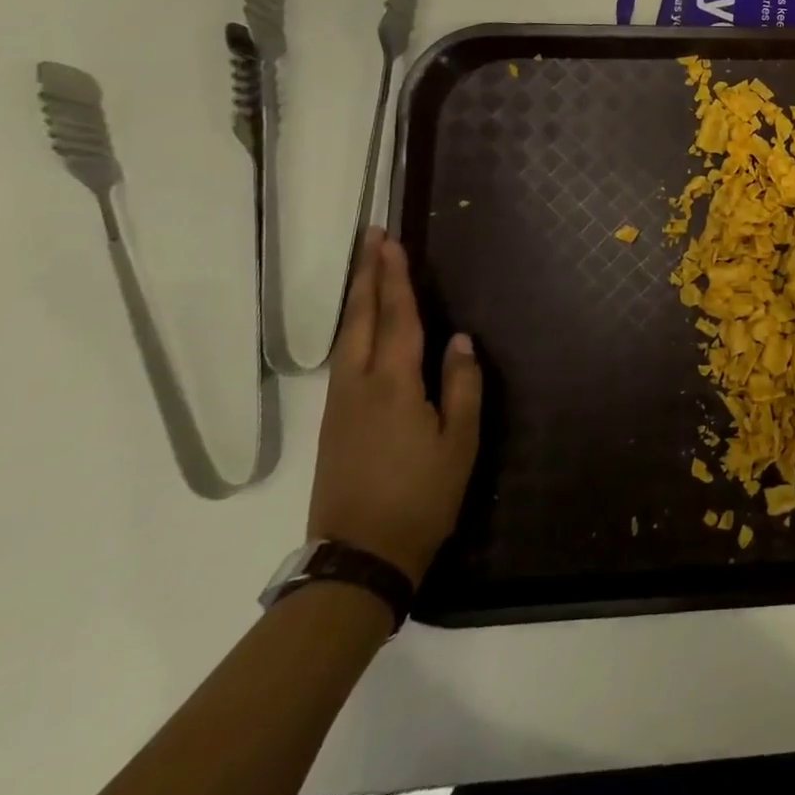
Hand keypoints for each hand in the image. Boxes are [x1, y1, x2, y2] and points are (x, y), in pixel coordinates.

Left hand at [309, 229, 481, 586]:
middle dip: (365, 275)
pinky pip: (342, 359)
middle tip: (370, 238)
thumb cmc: (422, 496)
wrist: (360, 556)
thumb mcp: (460, 441)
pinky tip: (360, 326)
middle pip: (360, 319)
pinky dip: (352, 328)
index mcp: (394, 385)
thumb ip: (462, 385)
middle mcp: (359, 385)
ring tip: (365, 269)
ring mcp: (339, 405)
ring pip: (345, 338)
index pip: (397, 318)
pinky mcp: (332, 423)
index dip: (395, 278)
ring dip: (356, 298)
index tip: (392, 242)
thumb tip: (460, 340)